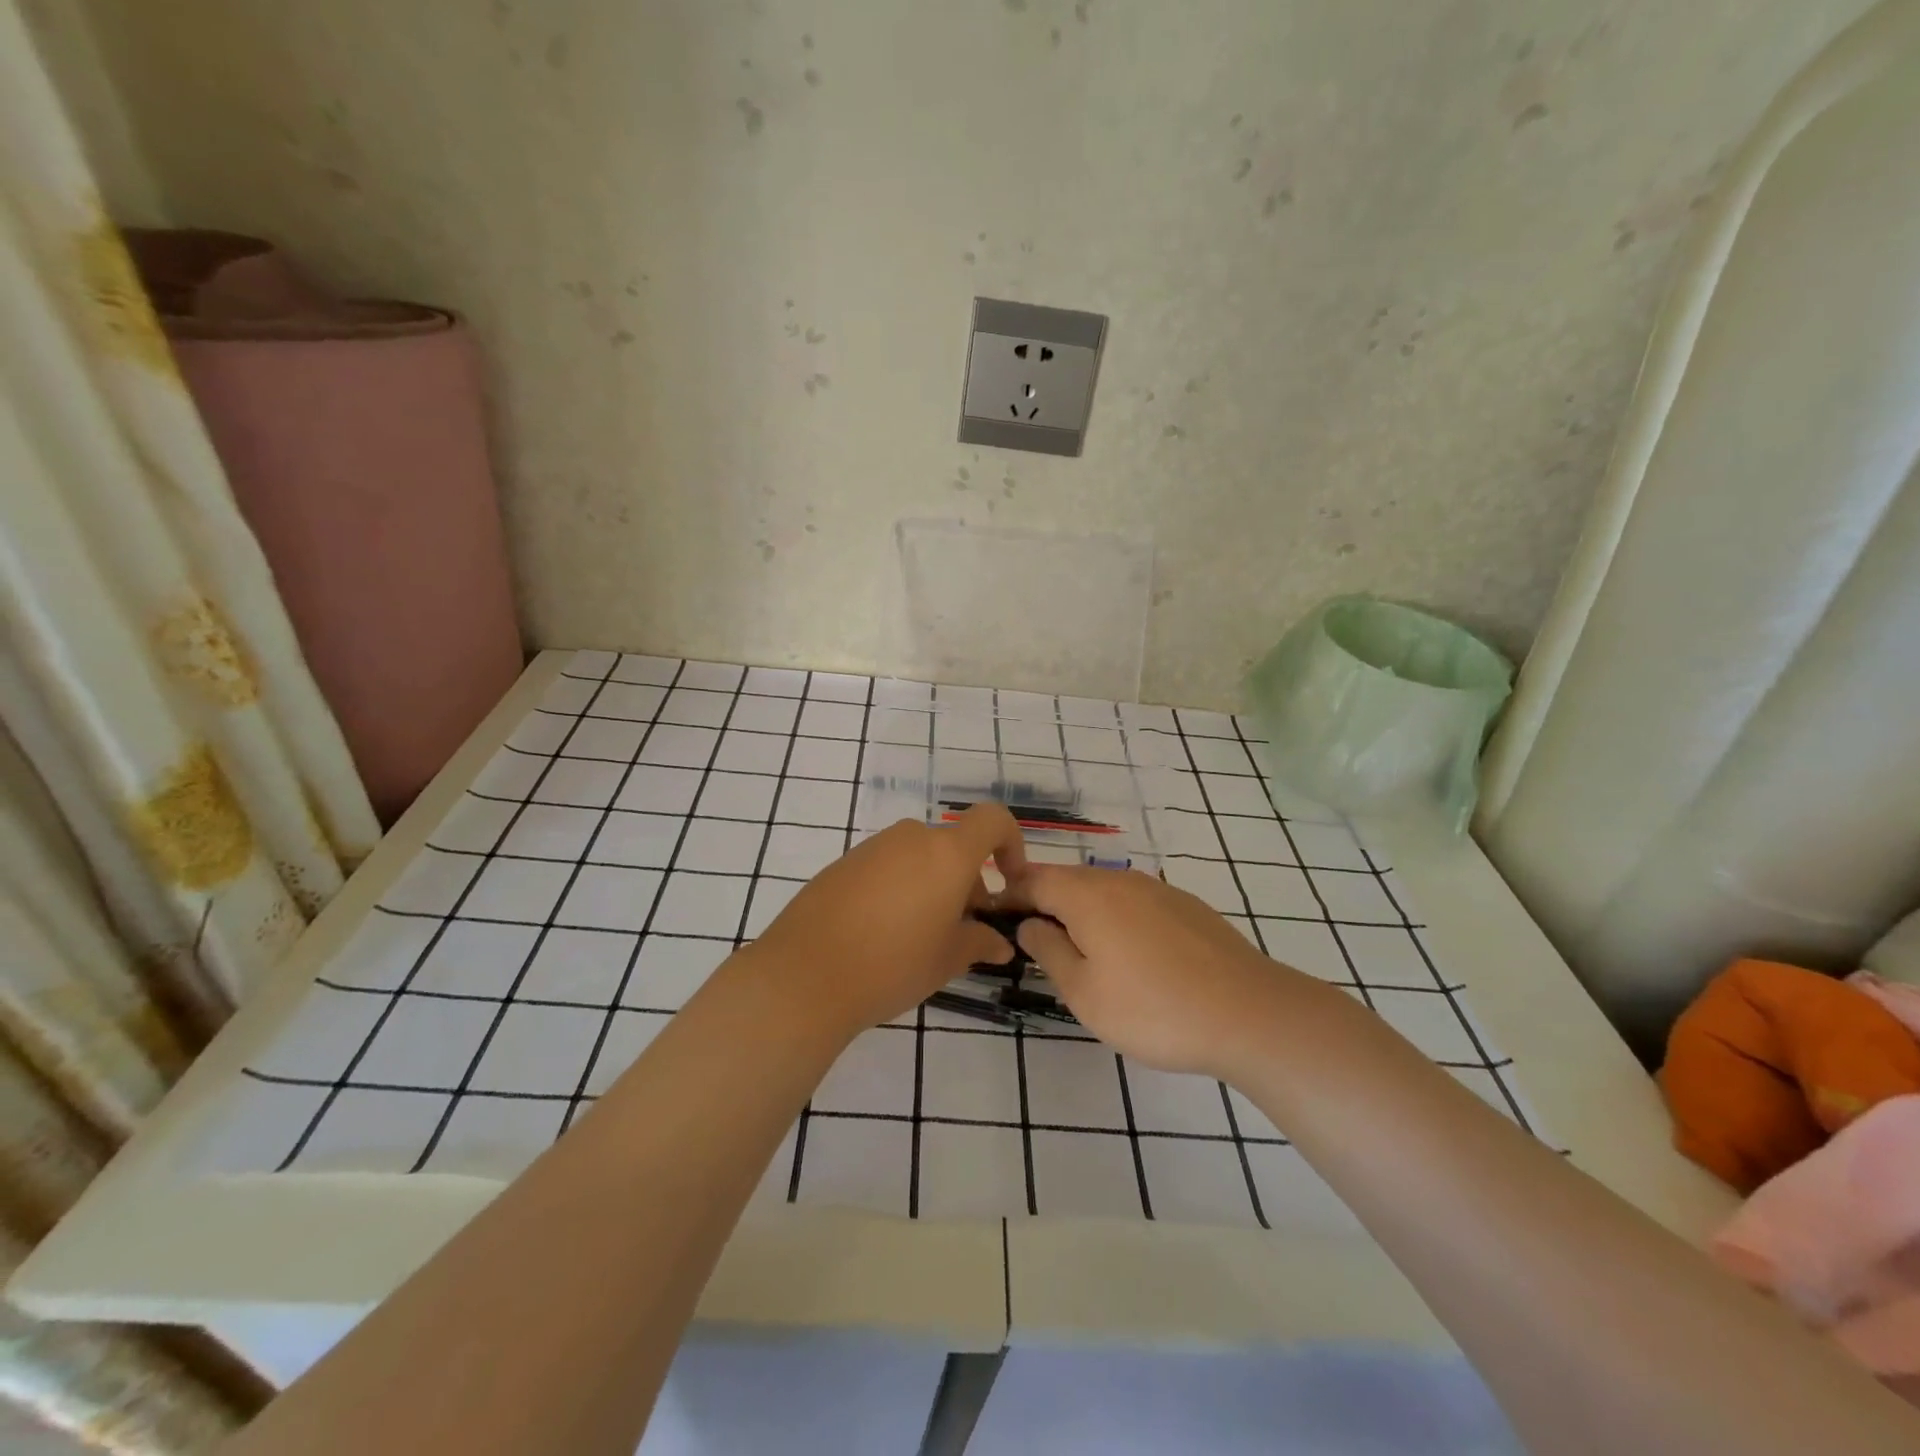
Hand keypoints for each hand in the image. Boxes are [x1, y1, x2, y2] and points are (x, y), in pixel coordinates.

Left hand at [746, 804, 1028, 1037]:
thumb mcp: (948, 959)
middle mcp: (911, 838)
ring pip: (919, 857)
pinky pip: (886, 867)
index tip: (1008, 882)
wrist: (805, 975)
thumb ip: (980, 942)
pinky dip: (899, 887)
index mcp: (947, 853)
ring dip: (933, 885)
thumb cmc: (893, 964)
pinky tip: (883, 932)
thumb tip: (1000, 943)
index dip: (1011, 843)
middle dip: (968, 880)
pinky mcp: (843, 864)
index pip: (993, 820)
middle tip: (963, 928)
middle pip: (953, 845)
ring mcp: (872, 848)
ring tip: (921, 936)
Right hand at [1013, 865, 1305, 1078]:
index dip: (1009, 895)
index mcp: (1087, 895)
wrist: (1249, 1013)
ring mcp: (1157, 889)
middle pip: (1067, 880)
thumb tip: (1029, 925)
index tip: (992, 916)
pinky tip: (1125, 952)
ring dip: (1079, 910)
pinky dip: (1114, 917)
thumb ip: (1049, 952)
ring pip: (1103, 890)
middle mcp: (1119, 880)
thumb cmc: (1154, 1009)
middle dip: (1042, 902)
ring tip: (1075, 948)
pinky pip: (1133, 901)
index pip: (1032, 880)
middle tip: (1029, 938)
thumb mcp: (1084, 993)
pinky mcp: (1185, 906)